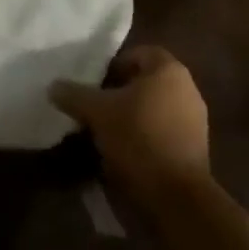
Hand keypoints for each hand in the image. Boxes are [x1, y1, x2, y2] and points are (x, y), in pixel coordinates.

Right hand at [50, 45, 209, 204]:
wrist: (177, 196)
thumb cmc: (138, 138)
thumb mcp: (98, 113)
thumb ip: (75, 95)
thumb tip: (53, 86)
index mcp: (169, 70)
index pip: (139, 53)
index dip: (115, 64)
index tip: (95, 82)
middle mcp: (187, 89)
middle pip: (147, 82)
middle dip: (121, 92)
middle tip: (96, 106)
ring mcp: (195, 120)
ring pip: (155, 108)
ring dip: (132, 116)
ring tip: (106, 132)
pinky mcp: (195, 149)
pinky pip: (164, 131)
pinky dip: (145, 136)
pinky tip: (125, 153)